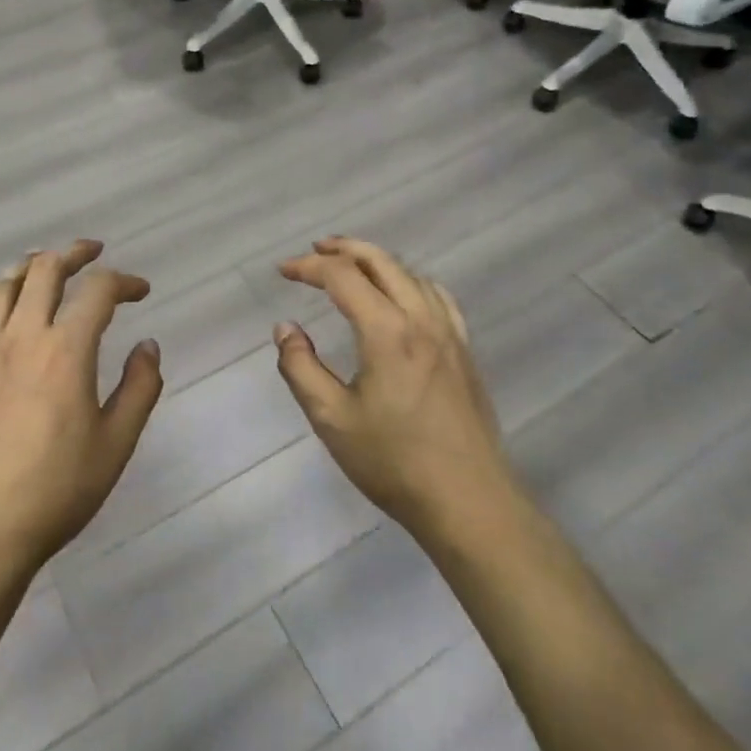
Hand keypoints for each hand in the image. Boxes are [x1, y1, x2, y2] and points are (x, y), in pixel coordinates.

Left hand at [0, 240, 162, 584]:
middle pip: (44, 270)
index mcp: (66, 350)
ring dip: (27, 267)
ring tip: (45, 268)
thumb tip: (148, 345)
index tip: (141, 291)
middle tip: (93, 253)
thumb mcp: (117, 444)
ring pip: (1, 285)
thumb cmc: (57, 488)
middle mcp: (22, 337)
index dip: (124, 281)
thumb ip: (140, 388)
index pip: (98, 292)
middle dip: (74, 253)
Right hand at [274, 237, 512, 544]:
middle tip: (314, 250)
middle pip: (381, 261)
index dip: (308, 267)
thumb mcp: (331, 418)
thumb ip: (301, 367)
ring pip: (410, 274)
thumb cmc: (393, 461)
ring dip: (376, 261)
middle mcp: (421, 319)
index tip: (282, 271)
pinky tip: (402, 294)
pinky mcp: (465, 351)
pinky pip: (437, 296)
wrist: (468, 502)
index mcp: (386, 331)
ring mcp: (449, 333)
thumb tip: (286, 329)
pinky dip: (409, 281)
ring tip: (351, 266)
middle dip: (344, 249)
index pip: (342, 277)